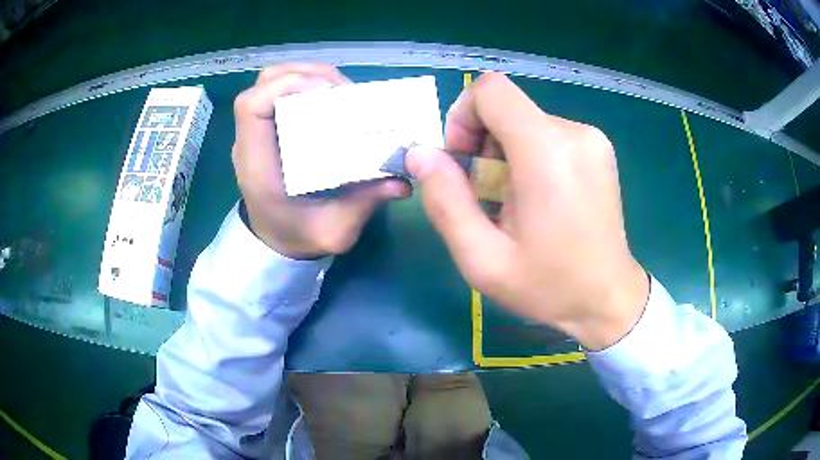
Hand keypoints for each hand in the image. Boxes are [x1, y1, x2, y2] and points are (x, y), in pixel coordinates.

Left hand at [232, 63, 410, 258]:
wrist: (275, 240)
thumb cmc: (297, 237)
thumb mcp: (333, 230)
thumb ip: (363, 205)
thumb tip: (402, 182)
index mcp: (259, 162)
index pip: (252, 105)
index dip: (287, 86)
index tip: (328, 94)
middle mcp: (254, 138)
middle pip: (266, 81)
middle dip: (309, 75)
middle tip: (346, 92)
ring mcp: (261, 129)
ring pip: (275, 80)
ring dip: (312, 76)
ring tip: (345, 93)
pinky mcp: (272, 126)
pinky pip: (286, 91)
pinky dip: (312, 85)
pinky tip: (336, 101)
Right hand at [407, 73, 648, 350]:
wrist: (608, 298)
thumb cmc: (548, 286)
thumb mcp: (482, 259)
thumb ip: (445, 201)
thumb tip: (420, 154)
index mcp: (546, 152)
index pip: (490, 90)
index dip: (464, 116)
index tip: (463, 161)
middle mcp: (574, 133)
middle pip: (507, 108)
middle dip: (482, 144)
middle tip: (486, 195)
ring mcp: (593, 139)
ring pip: (526, 122)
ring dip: (506, 154)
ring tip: (514, 203)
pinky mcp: (599, 149)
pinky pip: (548, 134)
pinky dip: (530, 157)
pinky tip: (538, 199)